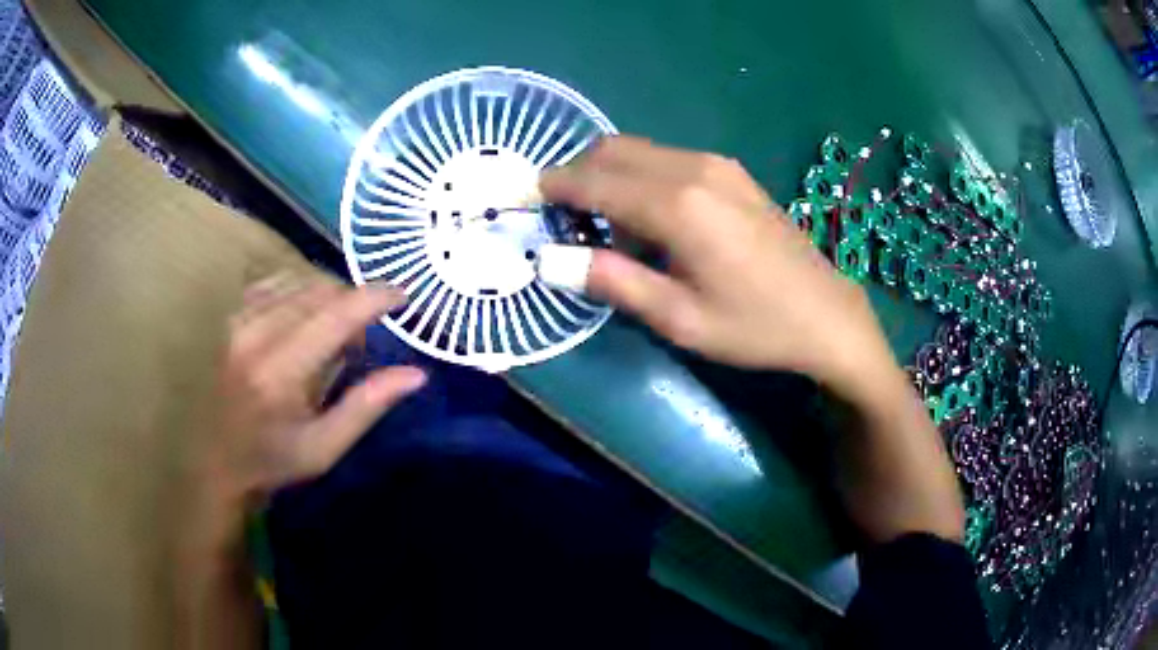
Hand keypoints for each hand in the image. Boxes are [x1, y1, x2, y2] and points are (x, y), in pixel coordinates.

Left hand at [201, 273, 426, 509]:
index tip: (403, 297)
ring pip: (299, 281)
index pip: (336, 315)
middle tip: (361, 339)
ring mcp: (240, 321)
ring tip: (333, 332)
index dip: (375, 298)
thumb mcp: (326, 448)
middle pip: (320, 290)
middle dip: (352, 302)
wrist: (217, 463)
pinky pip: (276, 283)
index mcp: (280, 372)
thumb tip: (416, 374)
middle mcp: (257, 335)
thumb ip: (367, 406)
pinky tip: (306, 317)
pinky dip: (301, 292)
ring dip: (328, 297)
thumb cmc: (273, 462)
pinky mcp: (233, 318)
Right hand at [541, 137, 963, 542]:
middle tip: (564, 222)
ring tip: (609, 230)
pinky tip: (652, 220)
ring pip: (638, 151)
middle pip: (611, 150)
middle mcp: (693, 168)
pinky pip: (666, 159)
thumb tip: (550, 259)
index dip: (552, 189)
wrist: (827, 315)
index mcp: (677, 205)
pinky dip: (640, 178)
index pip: (592, 180)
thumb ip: (612, 281)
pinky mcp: (731, 172)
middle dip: (576, 176)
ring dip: (609, 177)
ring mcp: (717, 165)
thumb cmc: (754, 326)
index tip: (525, 203)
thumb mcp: (679, 318)